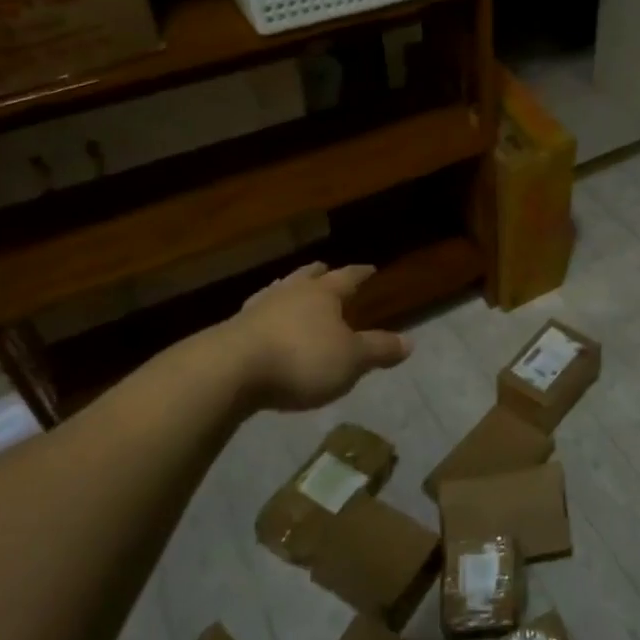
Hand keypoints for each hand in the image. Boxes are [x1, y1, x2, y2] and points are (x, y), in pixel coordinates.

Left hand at [216, 263, 410, 411]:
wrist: (229, 371)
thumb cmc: (301, 359)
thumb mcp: (351, 360)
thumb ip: (379, 349)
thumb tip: (410, 342)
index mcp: (322, 294)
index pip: (347, 277)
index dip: (360, 273)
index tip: (370, 267)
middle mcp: (290, 293)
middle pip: (307, 276)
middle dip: (319, 274)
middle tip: (325, 268)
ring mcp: (257, 309)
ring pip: (278, 291)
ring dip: (288, 290)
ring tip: (291, 290)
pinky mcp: (231, 331)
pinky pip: (256, 315)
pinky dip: (265, 315)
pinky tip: (263, 323)